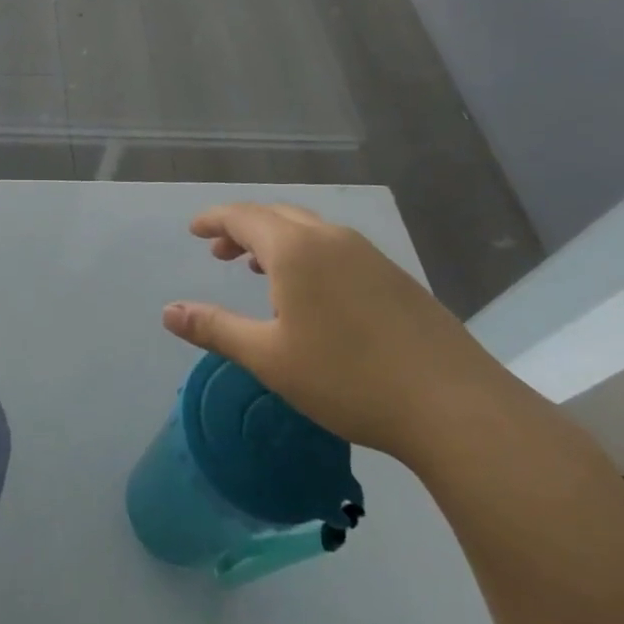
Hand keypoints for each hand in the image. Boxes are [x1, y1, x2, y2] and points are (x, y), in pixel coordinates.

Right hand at [163, 202, 514, 462]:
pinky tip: (313, 293)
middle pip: (276, 215)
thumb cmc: (349, 379)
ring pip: (309, 230)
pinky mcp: (395, 277)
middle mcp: (330, 239)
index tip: (193, 230)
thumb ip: (215, 329)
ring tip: (259, 269)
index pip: (242, 216)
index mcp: (295, 249)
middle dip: (242, 228)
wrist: (455, 408)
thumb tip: (167, 312)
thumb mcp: (269, 358)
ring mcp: (368, 255)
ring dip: (276, 240)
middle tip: (220, 251)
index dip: (213, 219)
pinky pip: (336, 247)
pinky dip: (308, 254)